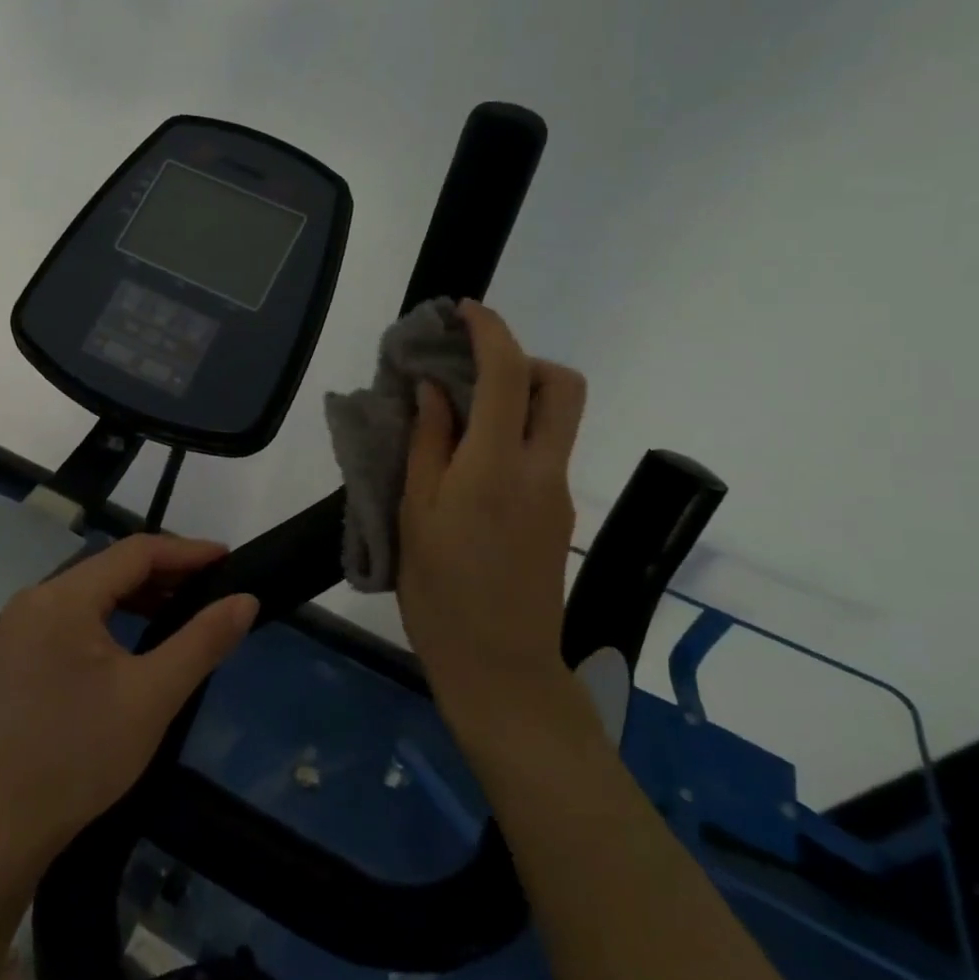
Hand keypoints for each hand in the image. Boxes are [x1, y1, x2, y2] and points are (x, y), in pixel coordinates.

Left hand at [0, 533, 257, 863]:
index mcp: (62, 598)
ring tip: (173, 612)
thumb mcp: (153, 696)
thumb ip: (203, 640)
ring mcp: (9, 630)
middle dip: (161, 574)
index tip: (225, 559)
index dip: (185, 551)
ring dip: (131, 598)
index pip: (134, 552)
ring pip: (83, 594)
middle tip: (207, 588)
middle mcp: (30, 600)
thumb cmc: (82, 756)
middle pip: (106, 569)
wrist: (1, 829)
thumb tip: (246, 600)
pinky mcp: (2, 658)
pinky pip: (61, 619)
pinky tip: (122, 644)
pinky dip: (100, 619)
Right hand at [397, 300, 593, 753]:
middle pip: (563, 386)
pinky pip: (544, 451)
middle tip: (472, 372)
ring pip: (557, 418)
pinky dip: (515, 433)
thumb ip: (429, 442)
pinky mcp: (559, 513)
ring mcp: (559, 492)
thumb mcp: (416, 513)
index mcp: (498, 466)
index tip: (463, 312)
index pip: (509, 373)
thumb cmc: (440, 592)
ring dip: (517, 396)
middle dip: (523, 359)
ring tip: (458, 416)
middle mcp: (543, 469)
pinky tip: (469, 462)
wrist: (498, 667)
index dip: (489, 331)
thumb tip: (436, 389)